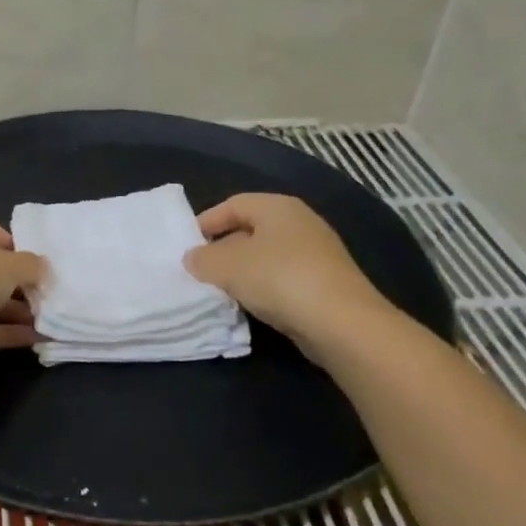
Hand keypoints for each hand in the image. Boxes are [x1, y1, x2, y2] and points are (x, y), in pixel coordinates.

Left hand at [0, 208, 46, 370]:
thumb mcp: (10, 266)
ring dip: (12, 308)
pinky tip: (34, 339)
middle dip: (13, 279)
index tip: (24, 254)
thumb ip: (31, 265)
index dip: (0, 235)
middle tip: (40, 290)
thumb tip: (41, 268)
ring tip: (45, 318)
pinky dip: (3, 330)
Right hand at [184, 194, 395, 362]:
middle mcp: (299, 222)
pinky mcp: (323, 282)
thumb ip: (203, 259)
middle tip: (199, 271)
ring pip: (265, 256)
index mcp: (278, 207)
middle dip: (222, 249)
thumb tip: (193, 258)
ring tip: (220, 291)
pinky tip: (250, 305)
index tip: (185, 246)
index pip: (233, 204)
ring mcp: (315, 253)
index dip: (206, 222)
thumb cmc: (279, 279)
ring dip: (241, 272)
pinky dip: (262, 287)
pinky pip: (282, 278)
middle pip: (249, 229)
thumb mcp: (227, 266)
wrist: (340, 322)